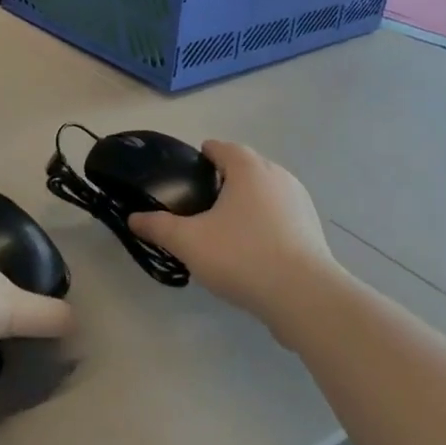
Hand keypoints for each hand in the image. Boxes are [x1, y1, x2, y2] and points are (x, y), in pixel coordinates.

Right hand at [128, 142, 340, 329]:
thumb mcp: (188, 241)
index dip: (203, 156)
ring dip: (246, 202)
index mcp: (249, 168)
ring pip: (265, 192)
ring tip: (224, 228)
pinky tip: (250, 249)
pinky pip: (281, 216)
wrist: (304, 296)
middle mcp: (278, 176)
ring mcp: (300, 203)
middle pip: (246, 167)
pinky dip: (264, 223)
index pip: (222, 148)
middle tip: (200, 204)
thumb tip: (134, 219)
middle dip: (224, 179)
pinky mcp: (312, 230)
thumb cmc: (242, 256)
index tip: (187, 175)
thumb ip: (158, 226)